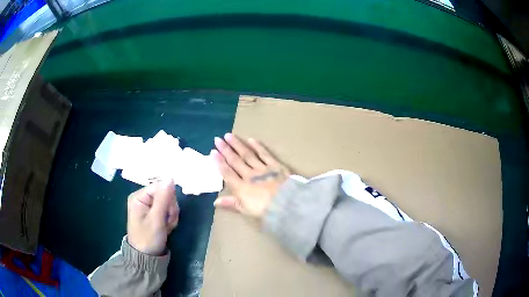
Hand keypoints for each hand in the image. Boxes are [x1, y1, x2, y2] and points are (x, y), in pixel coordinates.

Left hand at [127, 179, 178, 255]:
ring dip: (171, 215)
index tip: (170, 213)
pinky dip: (170, 219)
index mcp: (139, 197)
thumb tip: (170, 178)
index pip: (160, 186)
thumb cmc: (148, 238)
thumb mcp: (156, 219)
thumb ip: (163, 198)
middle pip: (165, 194)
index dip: (169, 198)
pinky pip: (167, 210)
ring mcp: (148, 206)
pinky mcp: (154, 213)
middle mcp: (143, 198)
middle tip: (167, 222)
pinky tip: (167, 228)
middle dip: (170, 209)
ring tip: (166, 227)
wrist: (147, 257)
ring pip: (168, 203)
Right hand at [211, 133, 289, 218]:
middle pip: (235, 160)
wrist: (286, 203)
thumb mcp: (246, 210)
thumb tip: (215, 202)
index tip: (213, 151)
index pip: (227, 172)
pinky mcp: (275, 165)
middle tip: (218, 139)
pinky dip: (258, 147)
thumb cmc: (265, 210)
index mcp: (241, 187)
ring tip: (229, 135)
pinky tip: (251, 140)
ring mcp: (262, 168)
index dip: (219, 162)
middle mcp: (249, 175)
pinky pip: (265, 154)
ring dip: (238, 145)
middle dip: (225, 149)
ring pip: (247, 154)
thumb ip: (231, 203)